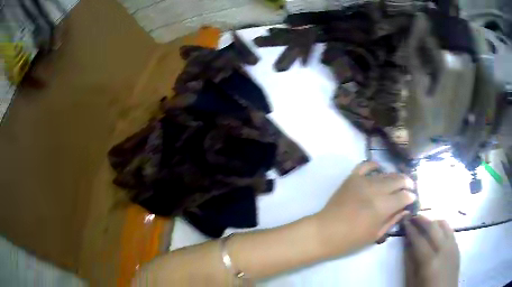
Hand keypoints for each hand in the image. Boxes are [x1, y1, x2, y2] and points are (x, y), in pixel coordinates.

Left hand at [314, 161, 415, 255]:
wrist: (325, 232)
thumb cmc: (351, 239)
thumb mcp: (376, 235)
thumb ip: (393, 219)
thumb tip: (405, 209)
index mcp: (383, 206)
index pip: (404, 196)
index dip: (411, 197)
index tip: (412, 199)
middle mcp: (376, 190)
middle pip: (398, 180)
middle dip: (407, 183)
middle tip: (409, 187)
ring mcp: (363, 181)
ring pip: (385, 173)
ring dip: (394, 177)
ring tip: (397, 182)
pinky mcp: (352, 177)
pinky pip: (365, 165)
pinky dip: (374, 165)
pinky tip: (379, 169)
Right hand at [404, 215, 459, 286]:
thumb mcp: (412, 281)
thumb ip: (410, 263)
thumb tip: (407, 244)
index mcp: (429, 261)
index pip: (419, 239)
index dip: (411, 229)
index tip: (405, 220)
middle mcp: (443, 249)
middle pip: (433, 227)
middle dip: (422, 220)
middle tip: (413, 216)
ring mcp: (452, 246)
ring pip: (444, 225)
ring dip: (433, 221)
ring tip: (425, 223)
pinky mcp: (457, 247)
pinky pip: (450, 230)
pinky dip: (442, 227)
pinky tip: (437, 231)